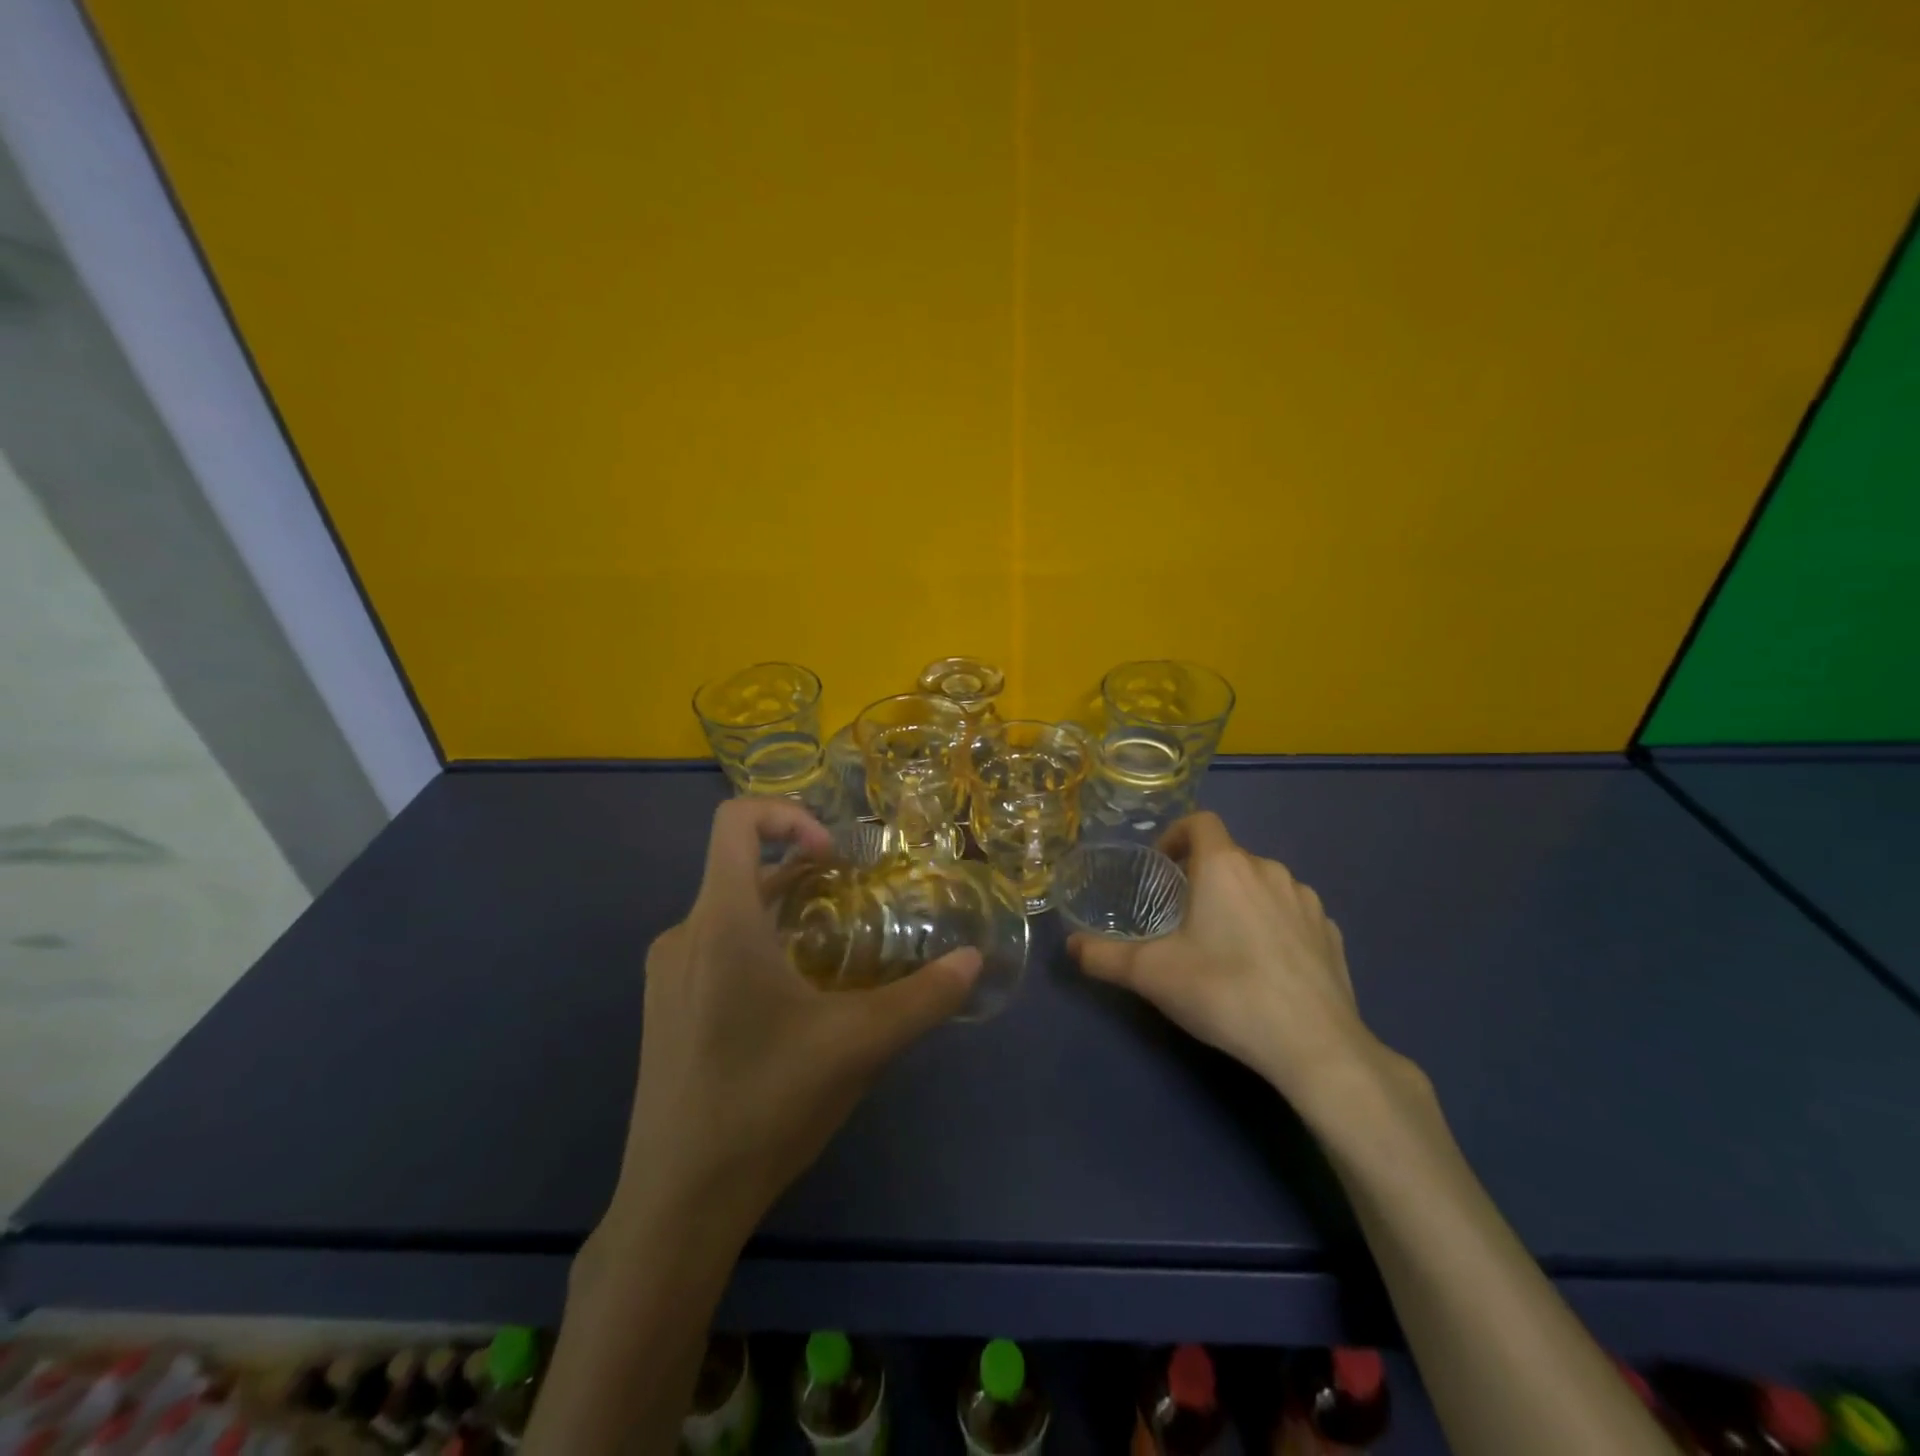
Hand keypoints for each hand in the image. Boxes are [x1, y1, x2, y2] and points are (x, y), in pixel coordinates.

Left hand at [606, 797, 980, 1238]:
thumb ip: (923, 997)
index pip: (734, 820)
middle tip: (854, 905)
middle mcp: (683, 934)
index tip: (834, 859)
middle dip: (803, 872)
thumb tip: (972, 962)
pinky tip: (792, 1003)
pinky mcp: (664, 1008)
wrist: (677, 1203)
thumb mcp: (859, 1045)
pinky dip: (758, 945)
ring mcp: (666, 973)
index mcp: (721, 922)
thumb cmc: (765, 1104)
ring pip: (729, 910)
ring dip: (784, 913)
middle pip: (740, 867)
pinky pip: (713, 948)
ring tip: (832, 955)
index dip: (788, 816)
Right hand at [1068, 812, 1380, 1109]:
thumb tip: (1070, 946)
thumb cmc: (1224, 992)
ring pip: (1262, 884)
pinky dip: (1273, 925)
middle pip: (1228, 856)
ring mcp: (1307, 901)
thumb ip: (1103, 956)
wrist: (1314, 1046)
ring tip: (1224, 942)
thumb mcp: (1151, 974)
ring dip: (1239, 899)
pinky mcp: (1331, 934)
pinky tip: (1265, 966)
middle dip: (1203, 877)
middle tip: (1182, 917)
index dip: (1176, 835)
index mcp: (1225, 866)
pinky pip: (1292, 914)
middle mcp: (1269, 870)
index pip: (1200, 822)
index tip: (1161, 868)